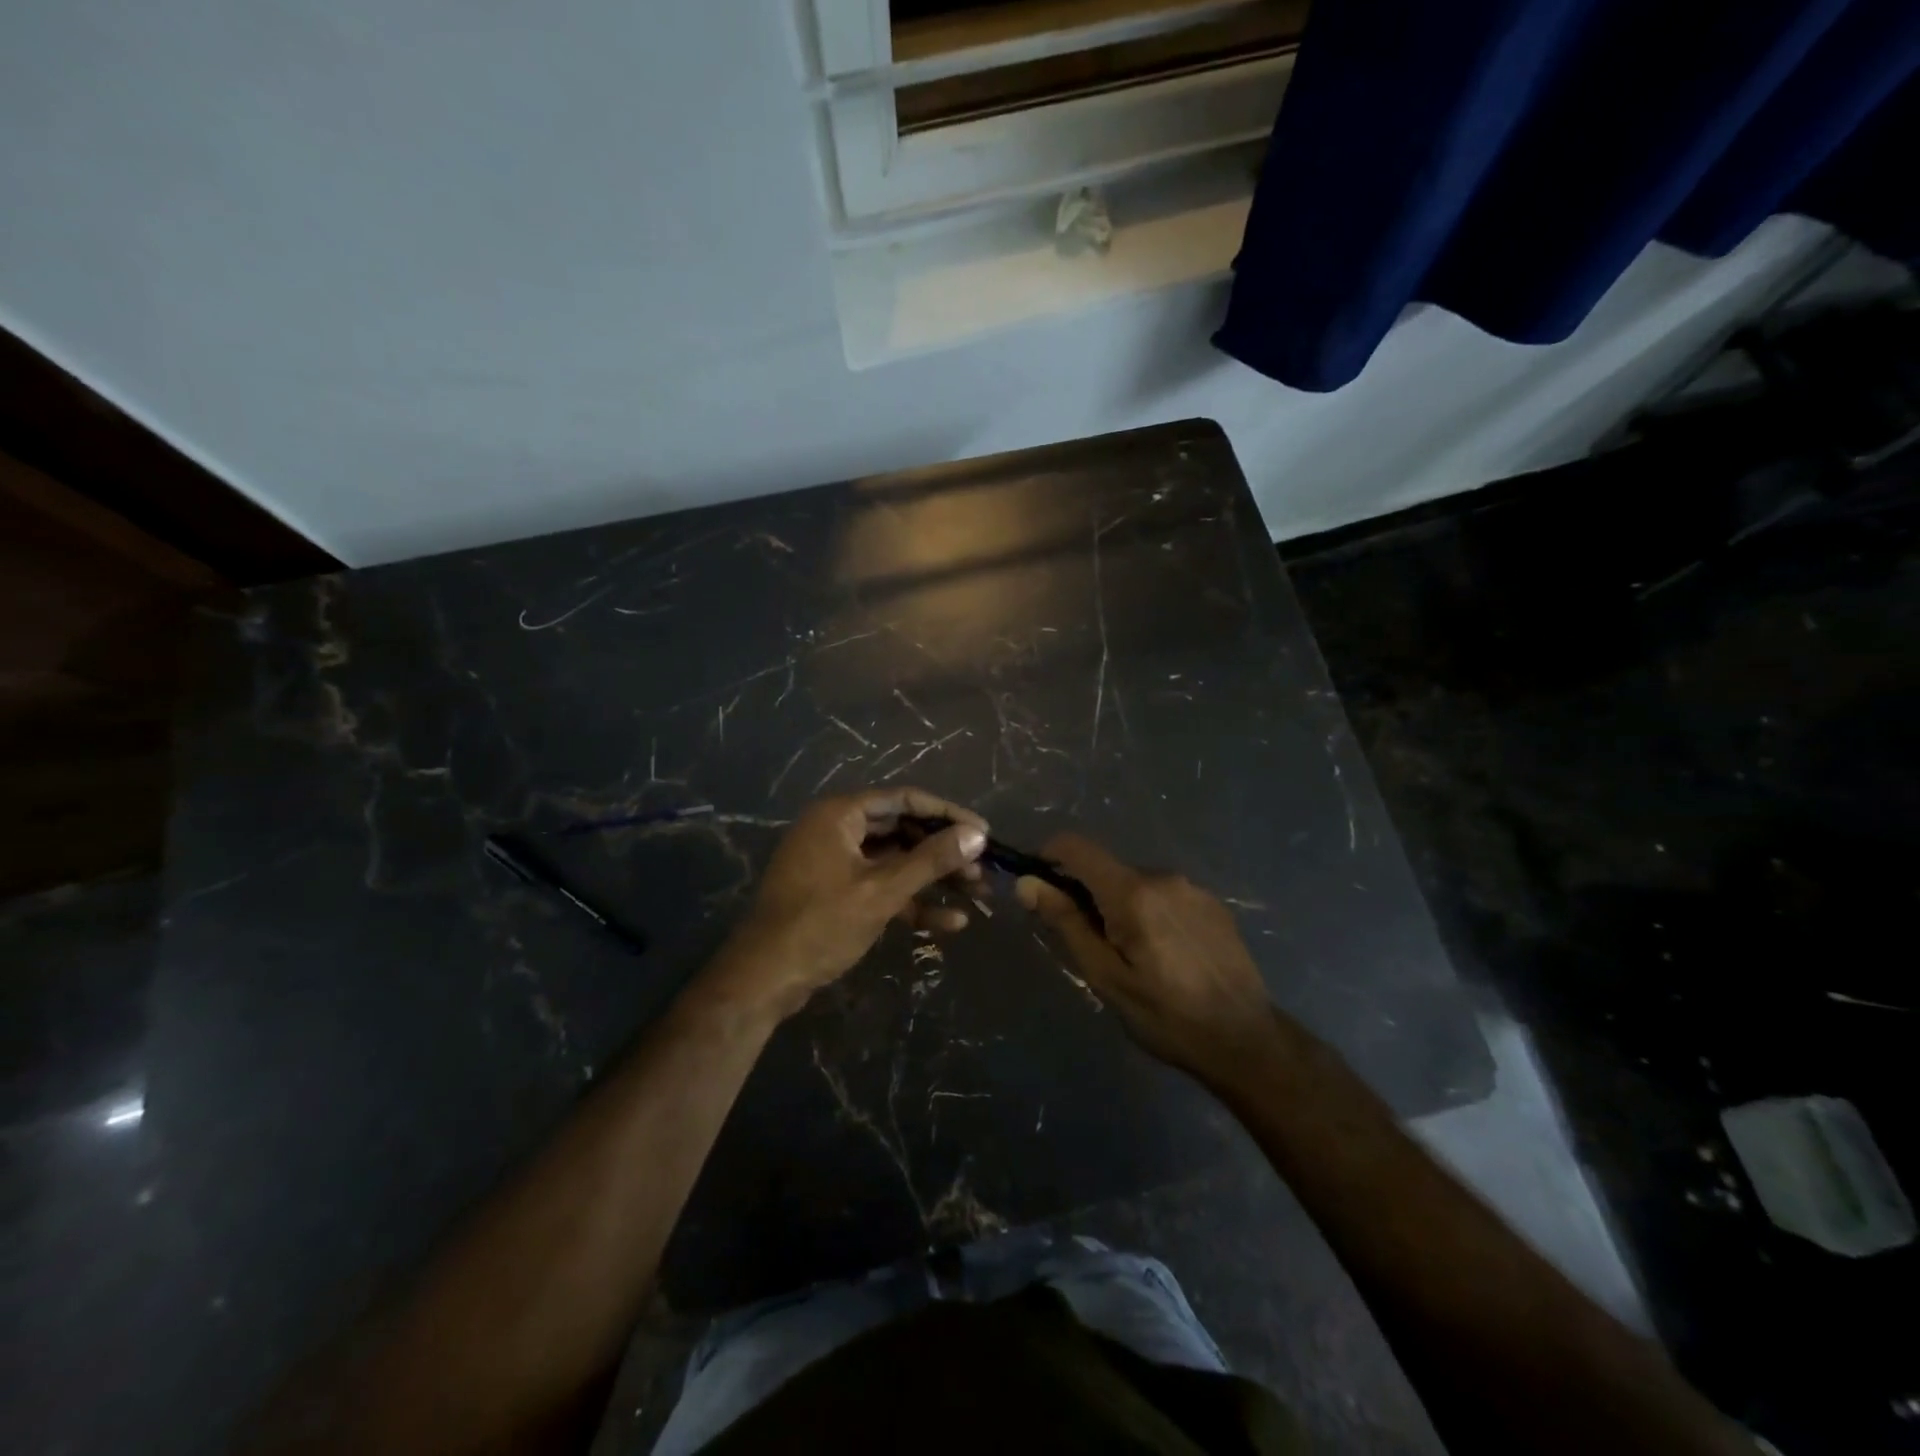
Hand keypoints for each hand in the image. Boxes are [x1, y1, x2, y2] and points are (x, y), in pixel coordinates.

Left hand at [715, 787, 987, 1018]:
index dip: (948, 815)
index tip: (983, 832)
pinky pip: (881, 886)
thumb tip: (977, 835)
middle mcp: (837, 829)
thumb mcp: (882, 890)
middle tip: (982, 870)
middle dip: (944, 852)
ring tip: (977, 896)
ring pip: (896, 861)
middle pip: (903, 830)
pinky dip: (911, 901)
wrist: (763, 979)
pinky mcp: (837, 893)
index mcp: (840, 814)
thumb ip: (931, 860)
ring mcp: (836, 862)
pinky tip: (949, 923)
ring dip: (934, 879)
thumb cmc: (821, 924)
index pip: (905, 800)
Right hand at [1017, 833, 1274, 1080]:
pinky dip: (1151, 913)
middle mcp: (1162, 876)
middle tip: (1091, 946)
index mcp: (1132, 892)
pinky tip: (1166, 955)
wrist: (1247, 1040)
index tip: (1039, 889)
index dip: (1048, 857)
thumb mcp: (1106, 976)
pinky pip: (1165, 896)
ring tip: (1133, 957)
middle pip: (1106, 869)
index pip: (1076, 847)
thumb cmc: (1166, 1016)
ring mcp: (1192, 888)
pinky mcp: (1213, 904)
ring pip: (1136, 883)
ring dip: (1121, 906)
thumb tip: (1027, 884)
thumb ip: (1066, 923)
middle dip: (1086, 895)